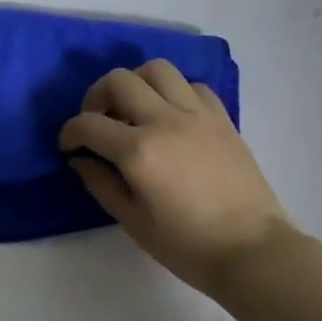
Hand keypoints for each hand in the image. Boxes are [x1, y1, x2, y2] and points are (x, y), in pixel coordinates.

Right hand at [59, 60, 292, 295]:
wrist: (252, 251)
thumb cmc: (186, 244)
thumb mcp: (131, 220)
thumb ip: (101, 183)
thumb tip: (81, 159)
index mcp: (138, 151)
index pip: (88, 124)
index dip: (69, 132)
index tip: (69, 147)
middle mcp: (165, 121)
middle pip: (119, 80)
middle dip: (96, 97)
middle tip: (98, 122)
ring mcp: (197, 116)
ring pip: (157, 69)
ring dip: (136, 84)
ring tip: (133, 110)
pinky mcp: (222, 119)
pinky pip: (192, 86)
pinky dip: (173, 92)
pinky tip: (170, 117)